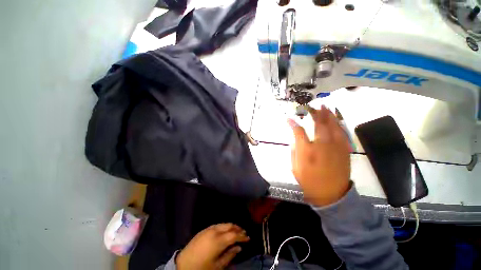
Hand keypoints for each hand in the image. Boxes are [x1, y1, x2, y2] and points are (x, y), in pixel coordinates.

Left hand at [176, 223, 249, 269]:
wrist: (183, 264)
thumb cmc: (202, 267)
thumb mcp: (217, 266)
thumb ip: (230, 255)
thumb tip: (239, 247)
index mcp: (218, 241)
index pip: (234, 235)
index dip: (242, 236)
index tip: (248, 238)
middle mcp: (214, 231)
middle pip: (229, 226)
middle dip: (238, 228)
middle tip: (244, 233)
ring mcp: (208, 229)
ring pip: (224, 224)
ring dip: (231, 226)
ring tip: (236, 231)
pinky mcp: (204, 229)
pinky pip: (217, 225)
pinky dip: (224, 226)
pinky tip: (225, 231)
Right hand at [288, 105, 350, 206]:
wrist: (331, 194)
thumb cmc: (309, 181)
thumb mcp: (295, 167)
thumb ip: (294, 151)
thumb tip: (296, 139)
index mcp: (307, 151)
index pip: (298, 132)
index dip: (293, 124)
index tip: (289, 119)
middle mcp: (322, 146)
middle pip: (319, 124)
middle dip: (315, 113)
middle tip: (312, 107)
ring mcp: (335, 147)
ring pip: (333, 126)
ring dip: (328, 115)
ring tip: (325, 107)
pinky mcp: (344, 150)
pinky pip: (342, 133)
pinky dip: (338, 124)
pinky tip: (335, 119)